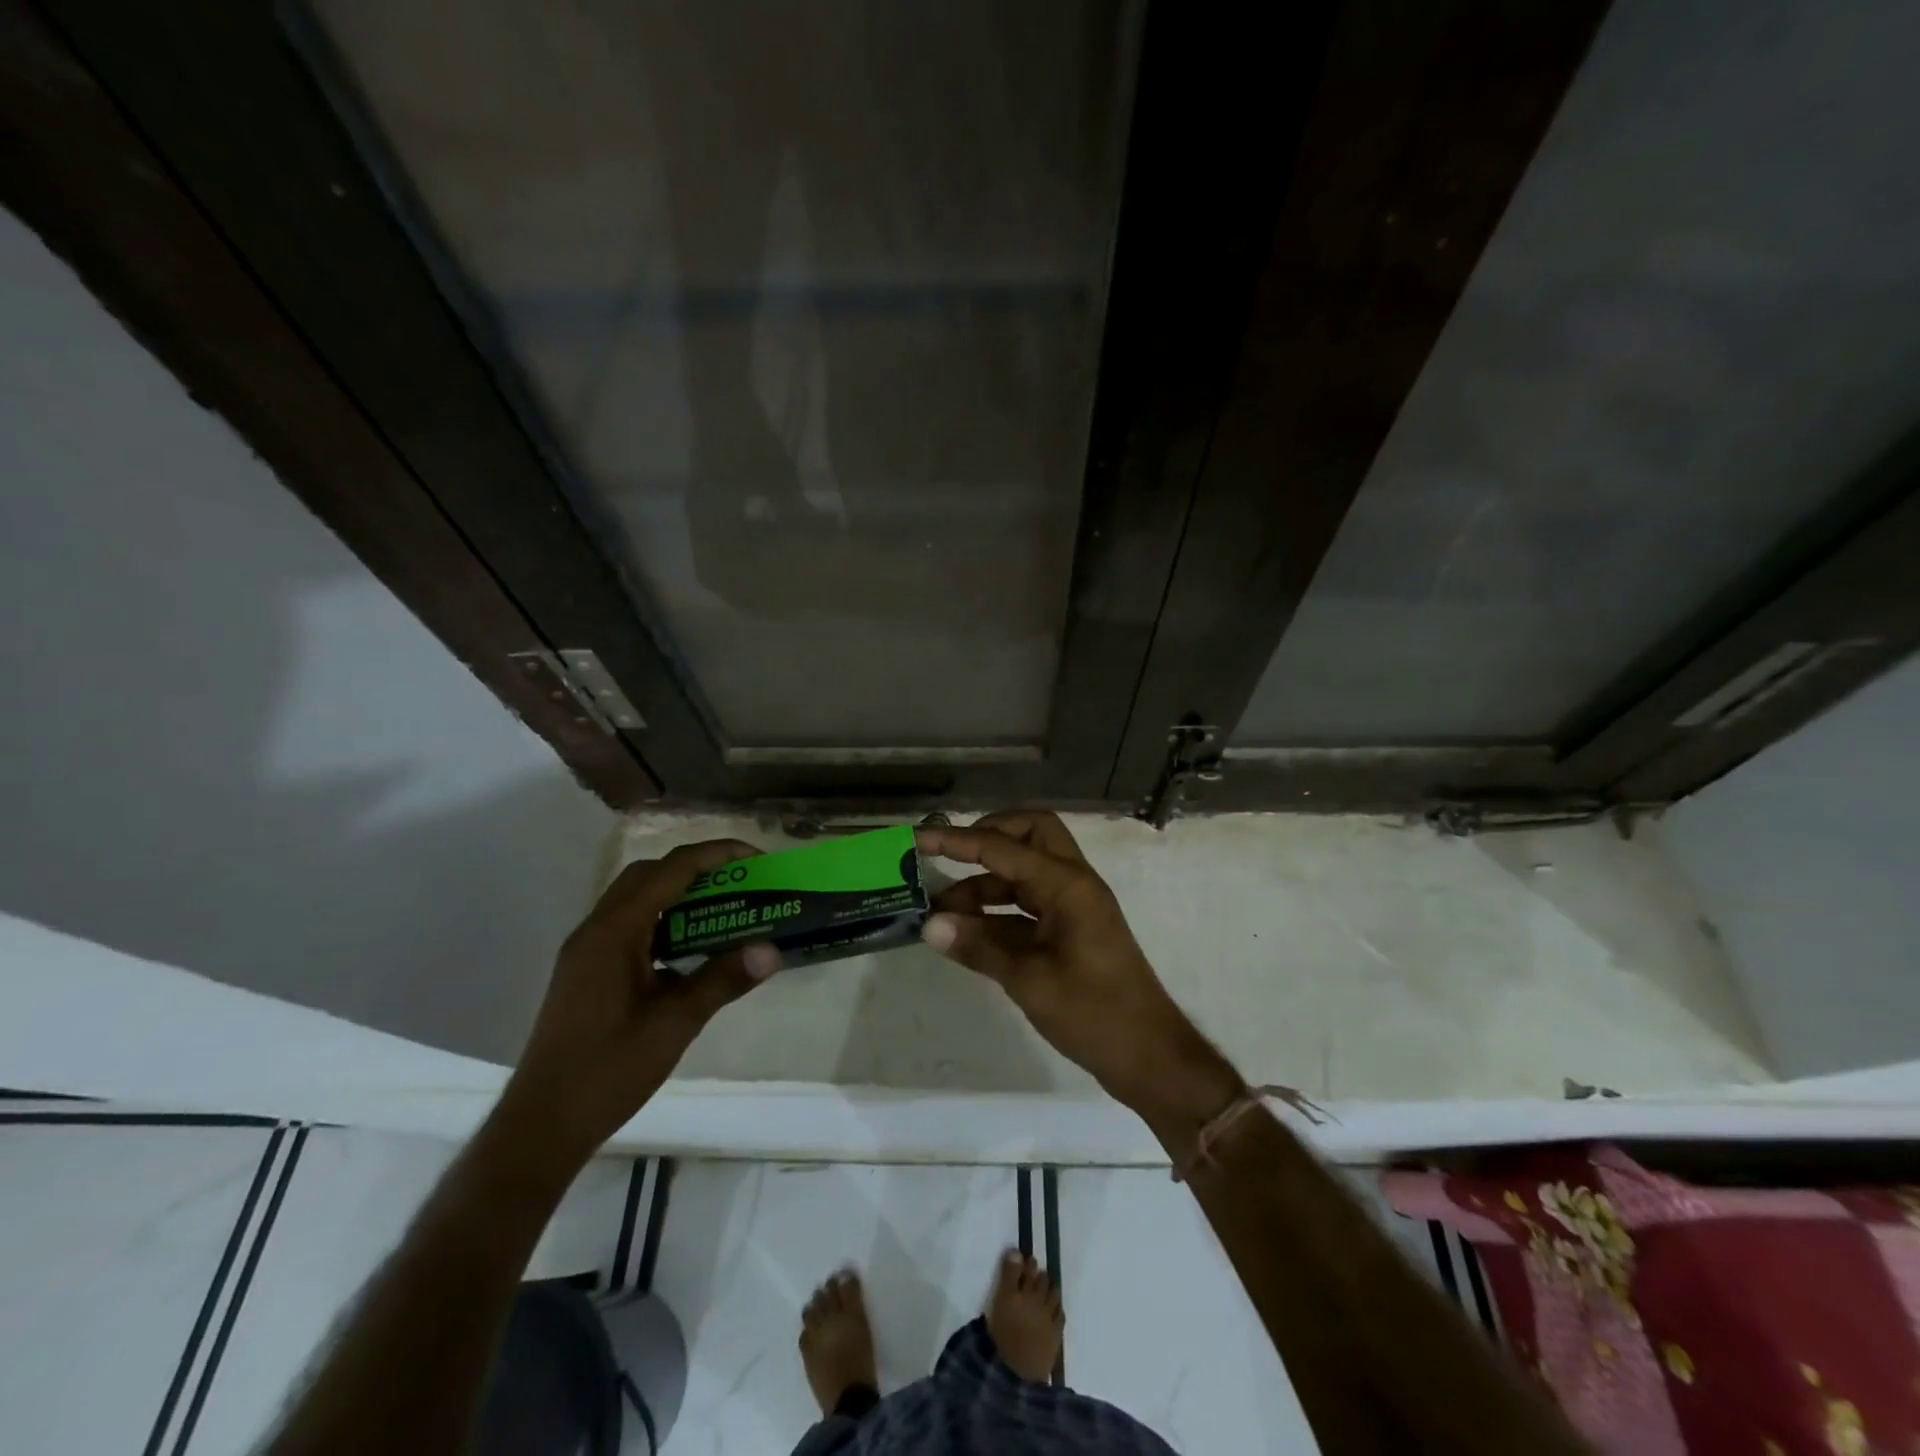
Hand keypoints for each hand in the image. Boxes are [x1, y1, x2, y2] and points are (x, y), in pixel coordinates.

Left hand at [498, 840, 781, 1167]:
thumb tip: (772, 950)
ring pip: (637, 899)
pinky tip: (689, 949)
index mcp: (614, 932)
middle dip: (698, 868)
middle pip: (650, 874)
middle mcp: (595, 930)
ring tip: (722, 909)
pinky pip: (629, 925)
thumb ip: (722, 980)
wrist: (541, 1126)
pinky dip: (663, 920)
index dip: (716, 855)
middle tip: (740, 882)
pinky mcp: (586, 971)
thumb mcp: (674, 1024)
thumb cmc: (608, 1071)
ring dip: (679, 893)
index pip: (671, 870)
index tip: (757, 859)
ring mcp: (586, 951)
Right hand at [915, 813, 1236, 1117]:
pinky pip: (1027, 904)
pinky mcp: (1069, 930)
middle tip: (947, 858)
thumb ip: (979, 947)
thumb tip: (929, 925)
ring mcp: (1073, 906)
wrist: (1149, 1056)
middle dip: (987, 838)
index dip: (958, 840)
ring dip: (985, 882)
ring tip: (940, 911)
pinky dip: (997, 910)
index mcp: (1068, 885)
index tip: (918, 837)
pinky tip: (966, 932)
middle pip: (1029, 834)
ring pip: (1025, 871)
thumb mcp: (1030, 981)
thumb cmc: (1095, 1014)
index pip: (1003, 847)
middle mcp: (1072, 884)